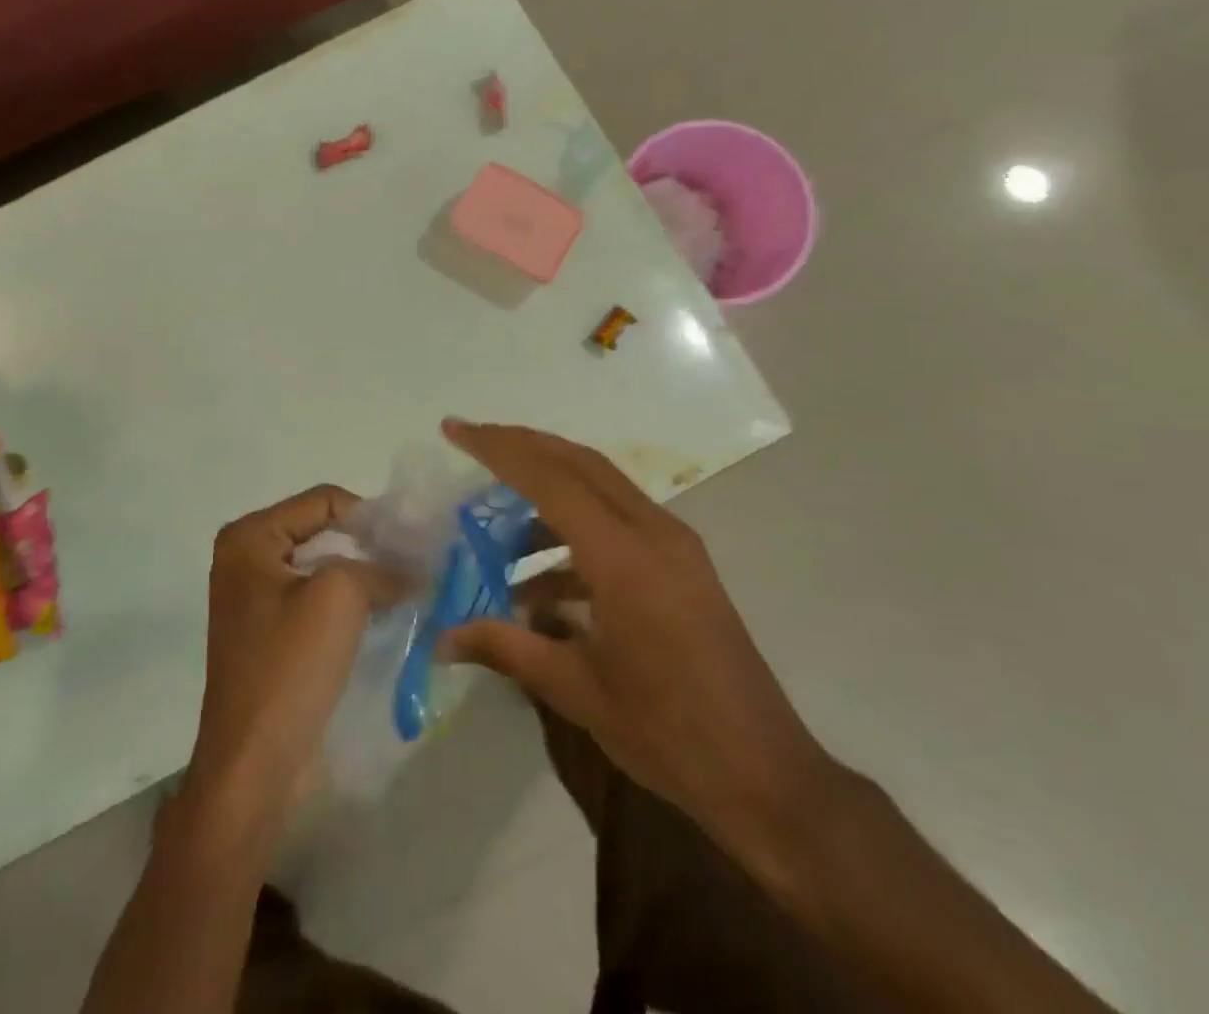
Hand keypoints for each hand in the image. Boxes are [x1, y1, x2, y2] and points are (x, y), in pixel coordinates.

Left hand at [184, 485, 389, 826]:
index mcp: (249, 538)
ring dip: (362, 576)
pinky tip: (382, 616)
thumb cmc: (289, 666)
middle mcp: (245, 559)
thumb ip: (379, 566)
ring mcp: (254, 600)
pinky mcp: (268, 636)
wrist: (254, 766)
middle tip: (415, 563)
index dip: (370, 515)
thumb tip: (411, 568)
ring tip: (406, 589)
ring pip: (322, 568)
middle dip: (368, 546)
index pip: (323, 501)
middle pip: (321, 531)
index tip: (413, 541)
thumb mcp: (340, 596)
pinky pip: (315, 602)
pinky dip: (348, 604)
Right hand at [440, 421, 842, 882]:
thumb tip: (441, 640)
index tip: (455, 430)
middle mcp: (653, 533)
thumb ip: (504, 648)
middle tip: (471, 441)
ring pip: (600, 486)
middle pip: (578, 462)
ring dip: (548, 489)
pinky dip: (574, 531)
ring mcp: (674, 546)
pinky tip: (542, 581)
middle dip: (521, 445)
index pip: (550, 478)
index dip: (497, 448)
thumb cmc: (667, 733)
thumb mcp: (575, 690)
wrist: (767, 778)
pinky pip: (618, 521)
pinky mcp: (682, 565)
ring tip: (496, 526)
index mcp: (624, 556)